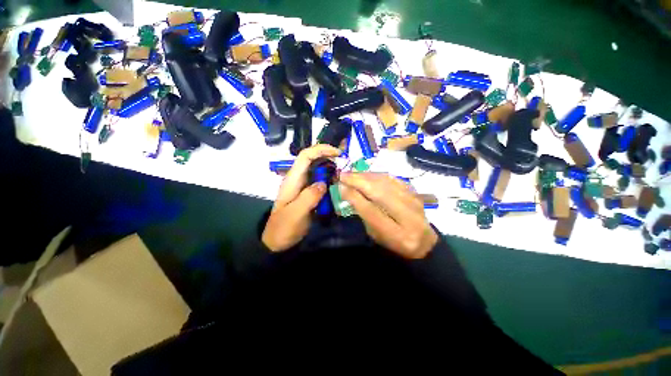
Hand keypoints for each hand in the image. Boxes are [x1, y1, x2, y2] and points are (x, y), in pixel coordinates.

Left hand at [262, 144, 341, 251]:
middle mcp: (298, 179)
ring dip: (331, 168)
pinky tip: (338, 184)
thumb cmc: (283, 228)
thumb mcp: (295, 214)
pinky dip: (330, 179)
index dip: (321, 149)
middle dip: (329, 156)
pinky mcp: (308, 193)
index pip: (305, 156)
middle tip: (345, 162)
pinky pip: (320, 181)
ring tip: (344, 173)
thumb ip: (309, 197)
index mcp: (293, 179)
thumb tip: (324, 183)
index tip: (338, 153)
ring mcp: (303, 186)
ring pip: (318, 170)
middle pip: (313, 159)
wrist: (277, 241)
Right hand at [339, 172, 437, 258]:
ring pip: (387, 183)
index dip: (354, 197)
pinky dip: (377, 175)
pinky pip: (394, 179)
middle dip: (358, 181)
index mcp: (396, 235)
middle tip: (343, 175)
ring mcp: (414, 202)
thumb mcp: (376, 235)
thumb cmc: (394, 242)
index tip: (340, 186)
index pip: (372, 211)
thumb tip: (349, 192)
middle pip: (380, 193)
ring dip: (366, 175)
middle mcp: (408, 217)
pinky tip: (367, 174)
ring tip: (352, 173)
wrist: (423, 241)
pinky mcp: (415, 193)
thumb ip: (364, 214)